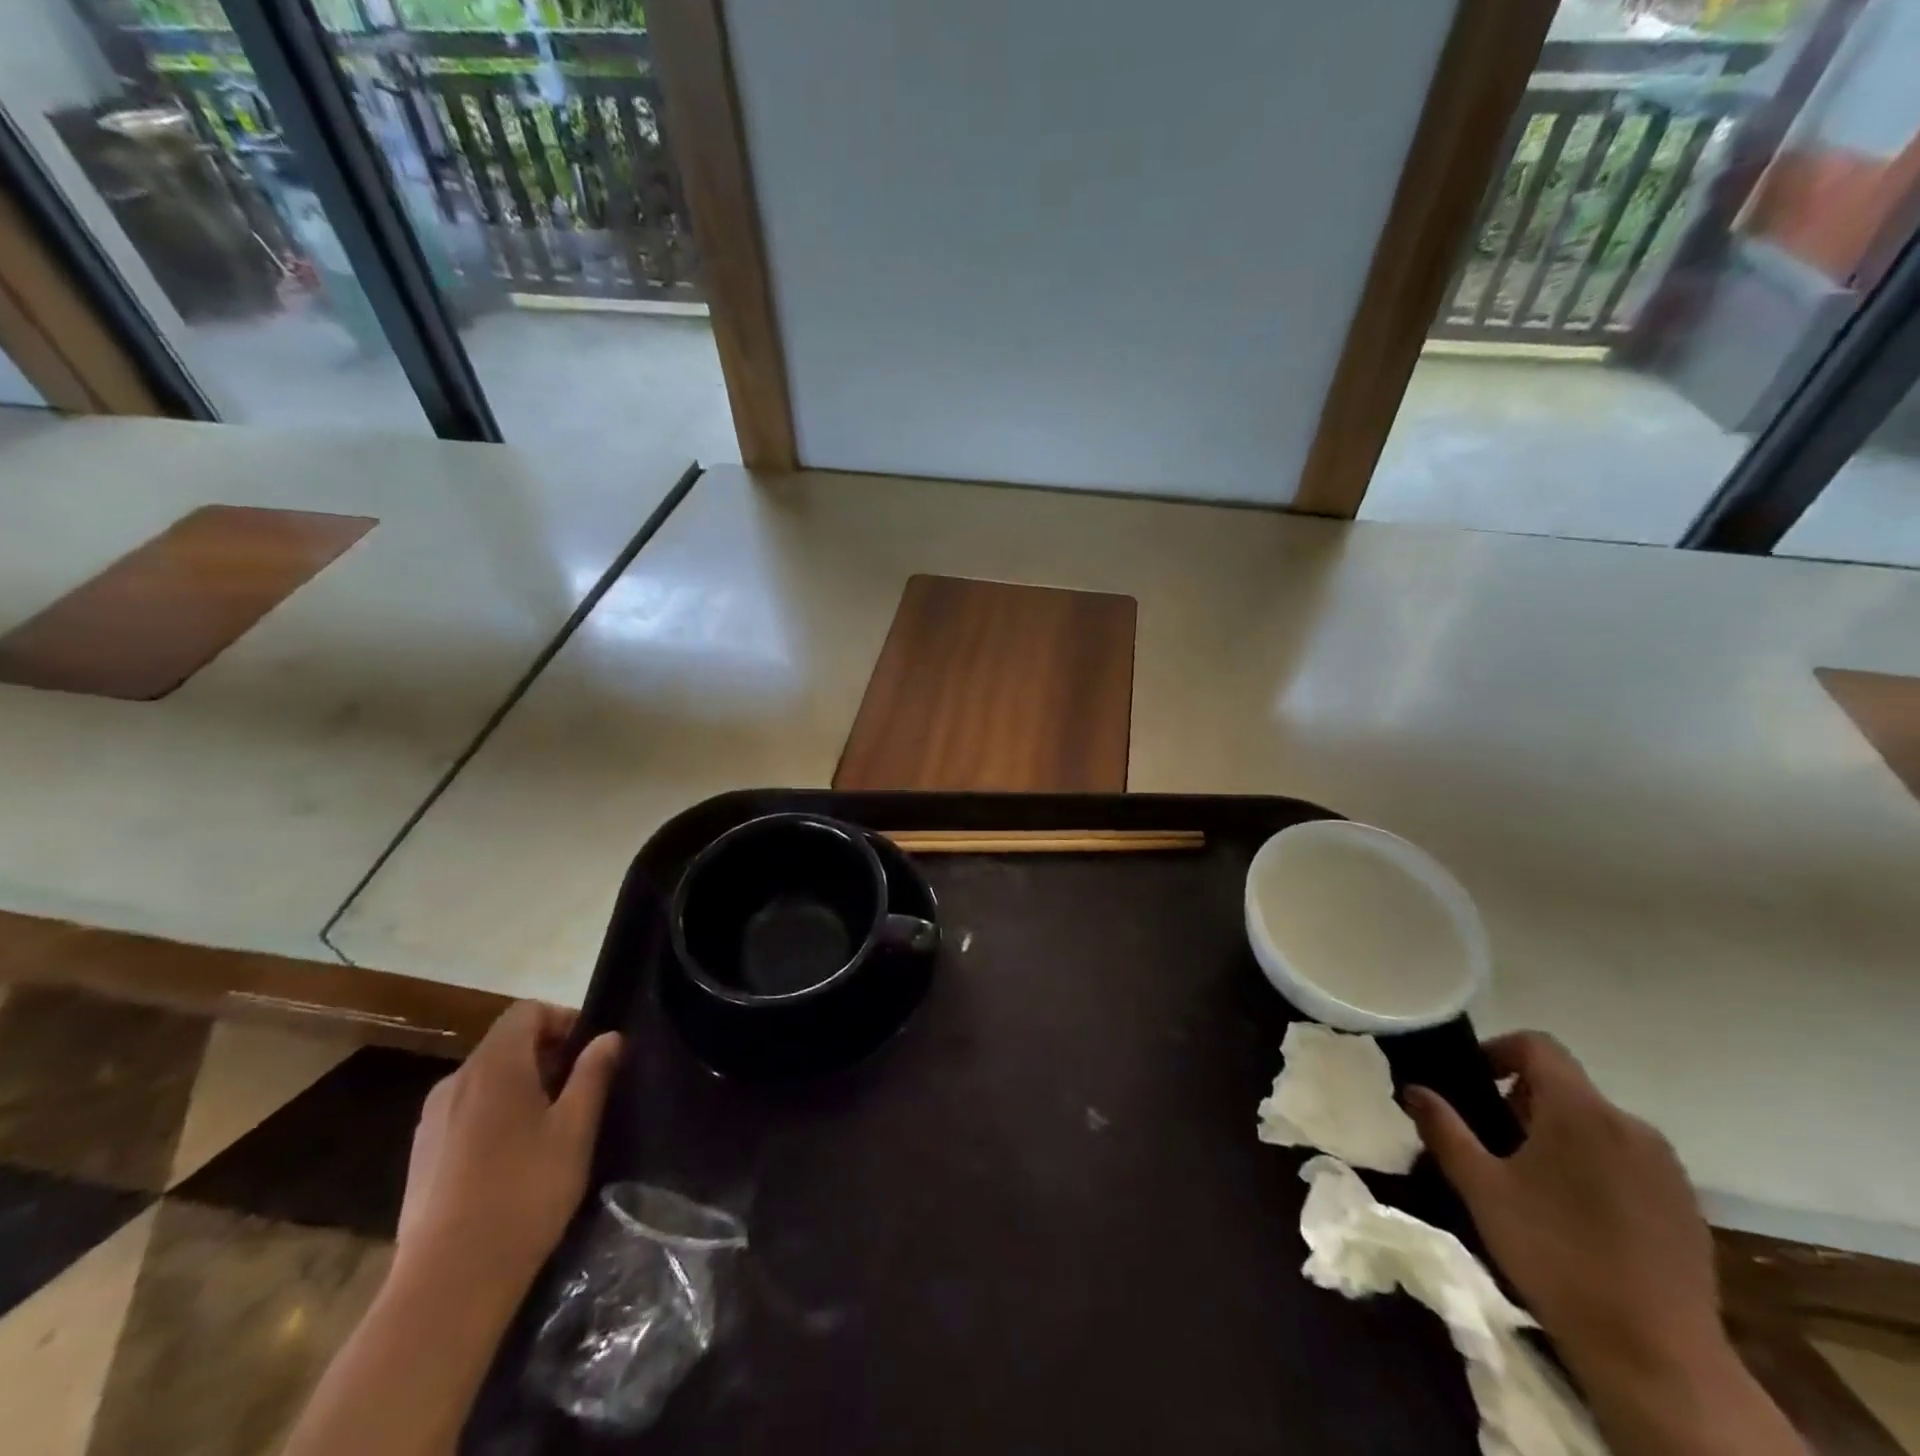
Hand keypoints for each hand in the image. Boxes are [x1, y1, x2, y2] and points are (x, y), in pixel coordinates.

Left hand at [396, 1002, 623, 1302]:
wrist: (448, 1283)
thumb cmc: (525, 1192)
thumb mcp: (576, 1129)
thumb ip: (593, 1074)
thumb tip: (608, 1037)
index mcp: (494, 1066)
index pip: (527, 1011)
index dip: (563, 1020)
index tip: (590, 1054)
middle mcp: (455, 1081)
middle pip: (506, 1044)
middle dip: (547, 1056)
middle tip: (580, 1092)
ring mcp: (431, 1121)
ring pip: (486, 1081)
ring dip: (521, 1087)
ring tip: (550, 1128)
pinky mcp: (421, 1156)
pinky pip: (466, 1113)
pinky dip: (494, 1116)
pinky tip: (513, 1161)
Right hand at [1404, 1032, 1718, 1374]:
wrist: (1657, 1356)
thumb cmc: (1554, 1254)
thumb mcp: (1481, 1187)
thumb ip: (1444, 1128)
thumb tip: (1413, 1088)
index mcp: (1580, 1111)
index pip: (1538, 1045)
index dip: (1499, 1050)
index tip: (1472, 1082)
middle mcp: (1630, 1125)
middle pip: (1567, 1086)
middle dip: (1523, 1100)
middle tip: (1493, 1141)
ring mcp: (1666, 1168)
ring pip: (1598, 1124)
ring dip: (1559, 1133)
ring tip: (1531, 1180)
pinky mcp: (1686, 1206)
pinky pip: (1628, 1160)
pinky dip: (1595, 1165)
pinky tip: (1577, 1215)